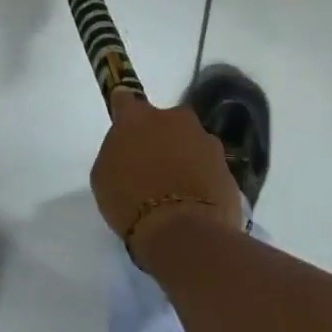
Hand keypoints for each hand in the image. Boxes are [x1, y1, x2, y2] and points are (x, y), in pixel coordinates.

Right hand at [90, 89, 240, 268]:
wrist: (183, 233)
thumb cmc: (130, 203)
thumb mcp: (103, 176)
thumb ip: (117, 152)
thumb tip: (129, 150)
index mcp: (137, 117)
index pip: (125, 98)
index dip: (123, 109)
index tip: (124, 123)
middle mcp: (174, 118)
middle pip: (165, 121)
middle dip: (161, 137)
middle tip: (152, 166)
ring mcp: (206, 140)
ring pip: (191, 143)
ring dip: (185, 158)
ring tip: (177, 191)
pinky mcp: (227, 167)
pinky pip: (209, 168)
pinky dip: (202, 179)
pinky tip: (195, 204)